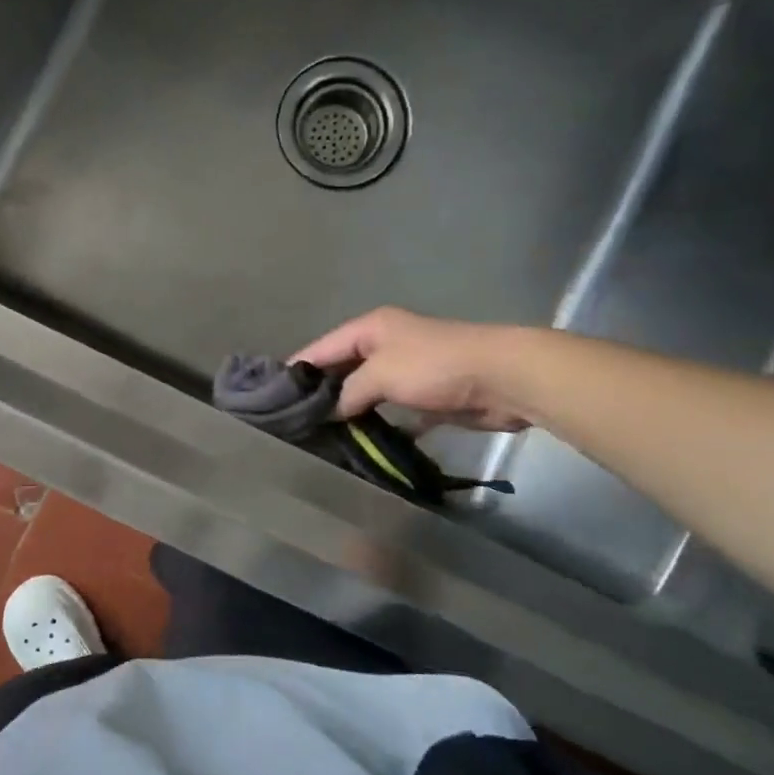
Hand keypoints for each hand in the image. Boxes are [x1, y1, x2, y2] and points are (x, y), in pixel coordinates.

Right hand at [293, 307, 534, 432]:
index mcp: (371, 329)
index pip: (322, 347)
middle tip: (294, 421)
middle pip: (342, 369)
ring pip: (367, 392)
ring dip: (349, 411)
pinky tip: (361, 445)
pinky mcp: (427, 397)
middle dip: (321, 393)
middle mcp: (386, 345)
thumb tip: (330, 413)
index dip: (297, 368)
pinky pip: (393, 413)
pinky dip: (380, 427)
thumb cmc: (434, 366)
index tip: (272, 394)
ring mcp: (407, 371)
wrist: (501, 378)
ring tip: (320, 436)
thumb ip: (348, 393)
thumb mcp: (380, 374)